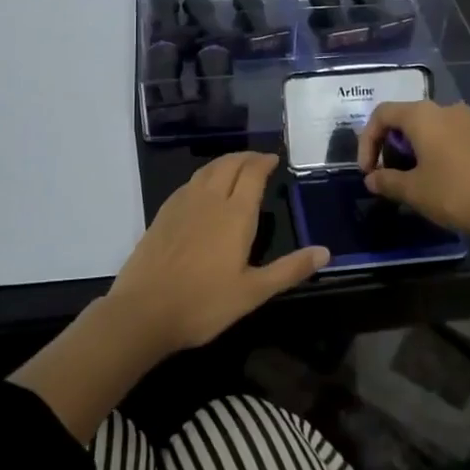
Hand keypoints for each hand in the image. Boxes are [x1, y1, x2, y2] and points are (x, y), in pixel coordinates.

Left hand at [106, 152, 329, 356]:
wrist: (143, 311)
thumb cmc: (204, 304)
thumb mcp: (253, 292)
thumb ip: (289, 269)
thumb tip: (325, 251)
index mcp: (235, 214)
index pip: (253, 174)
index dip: (264, 162)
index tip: (274, 159)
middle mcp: (209, 199)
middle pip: (229, 164)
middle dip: (247, 157)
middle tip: (259, 160)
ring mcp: (182, 204)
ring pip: (207, 169)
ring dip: (225, 162)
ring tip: (236, 167)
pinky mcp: (163, 213)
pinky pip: (189, 182)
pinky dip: (204, 175)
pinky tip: (204, 188)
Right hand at [357, 100, 469, 241]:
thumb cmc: (453, 193)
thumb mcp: (412, 190)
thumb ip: (386, 180)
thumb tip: (372, 179)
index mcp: (422, 115)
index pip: (382, 115)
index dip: (367, 141)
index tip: (367, 171)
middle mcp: (444, 109)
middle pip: (404, 119)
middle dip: (389, 146)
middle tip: (385, 175)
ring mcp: (467, 122)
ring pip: (427, 129)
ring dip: (411, 150)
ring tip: (407, 180)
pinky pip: (446, 137)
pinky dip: (432, 152)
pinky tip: (434, 179)